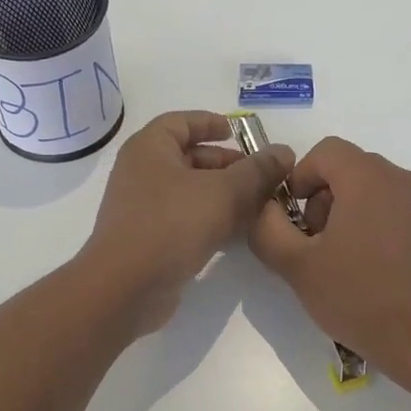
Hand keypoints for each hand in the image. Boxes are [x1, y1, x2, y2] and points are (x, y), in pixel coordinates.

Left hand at [82, 111, 292, 334]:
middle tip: (261, 175)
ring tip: (259, 204)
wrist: (126, 289)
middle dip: (228, 164)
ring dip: (224, 194)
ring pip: (190, 190)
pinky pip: (185, 218)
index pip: (181, 121)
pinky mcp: (149, 238)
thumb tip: (284, 151)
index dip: (211, 123)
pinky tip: (239, 232)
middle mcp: (142, 172)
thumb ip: (257, 170)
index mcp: (150, 148)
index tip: (239, 132)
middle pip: (190, 157)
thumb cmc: (172, 225)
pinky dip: (211, 218)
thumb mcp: (224, 192)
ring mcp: (143, 208)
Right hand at [248, 136, 410, 376]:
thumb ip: (268, 228)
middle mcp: (401, 178)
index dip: (301, 176)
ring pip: (375, 188)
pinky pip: (398, 208)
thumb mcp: (296, 265)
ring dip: (350, 210)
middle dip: (324, 197)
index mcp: (368, 177)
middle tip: (315, 242)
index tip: (294, 217)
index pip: (326, 151)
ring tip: (342, 257)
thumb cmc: (358, 296)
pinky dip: (378, 222)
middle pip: (350, 167)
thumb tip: (265, 208)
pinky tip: (374, 266)